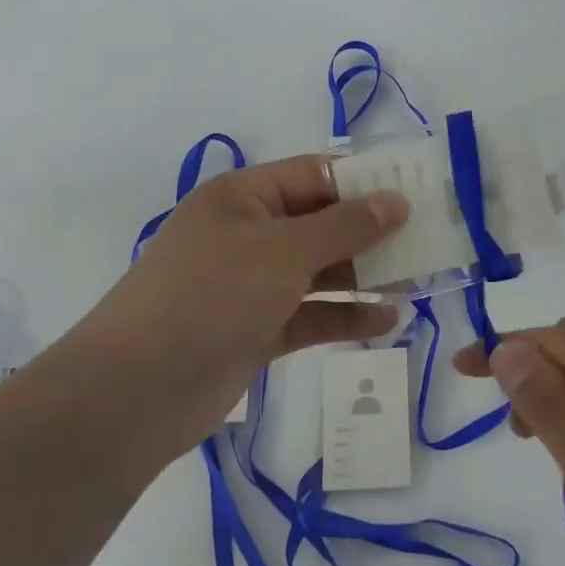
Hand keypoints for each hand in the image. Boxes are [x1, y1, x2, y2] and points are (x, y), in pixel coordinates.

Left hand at [61, 155, 406, 460]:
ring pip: (318, 271)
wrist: (138, 390)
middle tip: (426, 242)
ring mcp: (249, 285)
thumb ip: (345, 226)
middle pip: (320, 224)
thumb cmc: (212, 295)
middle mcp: (246, 234)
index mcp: (243, 198)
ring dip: (363, 276)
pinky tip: (387, 321)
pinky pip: (309, 314)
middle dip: (370, 234)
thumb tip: (396, 201)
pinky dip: (344, 315)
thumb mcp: (284, 251)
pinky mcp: (254, 330)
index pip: (315, 175)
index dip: (364, 183)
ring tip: (416, 281)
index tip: (415, 194)